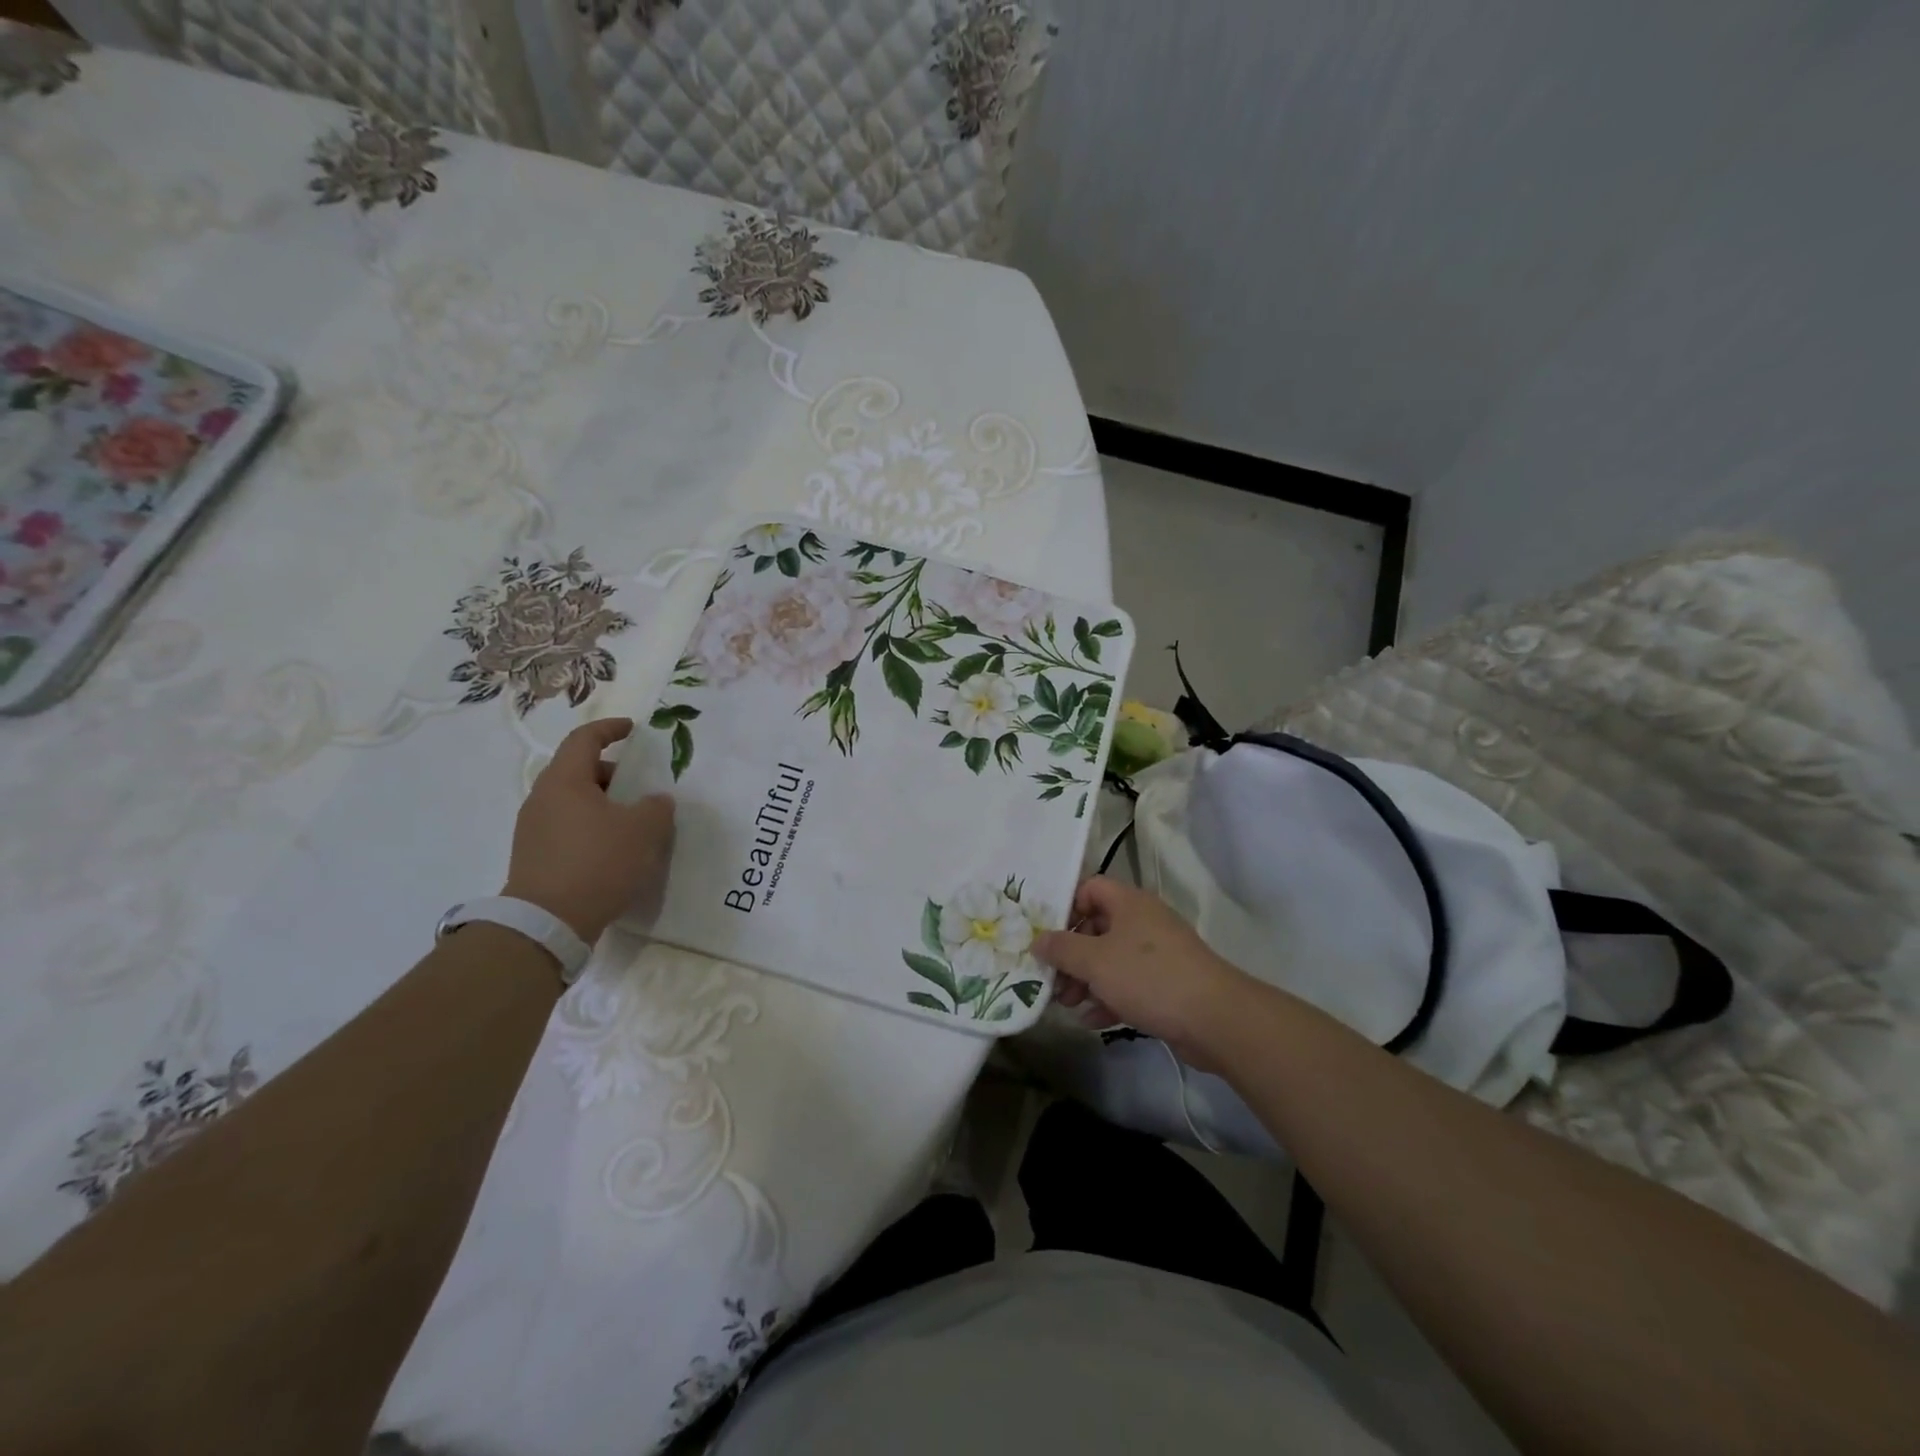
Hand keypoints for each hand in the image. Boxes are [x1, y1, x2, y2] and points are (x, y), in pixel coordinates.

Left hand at [502, 718, 674, 941]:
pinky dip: (592, 827)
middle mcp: (543, 798)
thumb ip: (656, 807)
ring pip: (573, 801)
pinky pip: (567, 828)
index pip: (584, 739)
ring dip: (604, 804)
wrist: (548, 922)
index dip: (610, 729)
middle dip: (612, 773)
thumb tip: (655, 801)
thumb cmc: (597, 862)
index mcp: (564, 781)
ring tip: (633, 821)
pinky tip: (614, 849)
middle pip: (578, 771)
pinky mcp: (534, 856)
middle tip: (642, 785)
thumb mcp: (642, 830)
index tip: (633, 730)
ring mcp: (533, 829)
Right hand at [1033, 877, 1254, 1067]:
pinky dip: (1109, 998)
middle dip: (1071, 955)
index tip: (1047, 935)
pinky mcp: (1167, 984)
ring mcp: (1158, 954)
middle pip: (1096, 927)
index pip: (1090, 888)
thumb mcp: (1095, 961)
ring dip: (1085, 980)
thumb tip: (1038, 940)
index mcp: (1129, 903)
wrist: (1214, 1018)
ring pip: (1111, 959)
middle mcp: (1143, 922)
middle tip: (1052, 979)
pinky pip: (1128, 984)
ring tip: (1067, 1004)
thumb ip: (1061, 949)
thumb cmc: (1148, 977)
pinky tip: (1092, 1020)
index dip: (1066, 907)